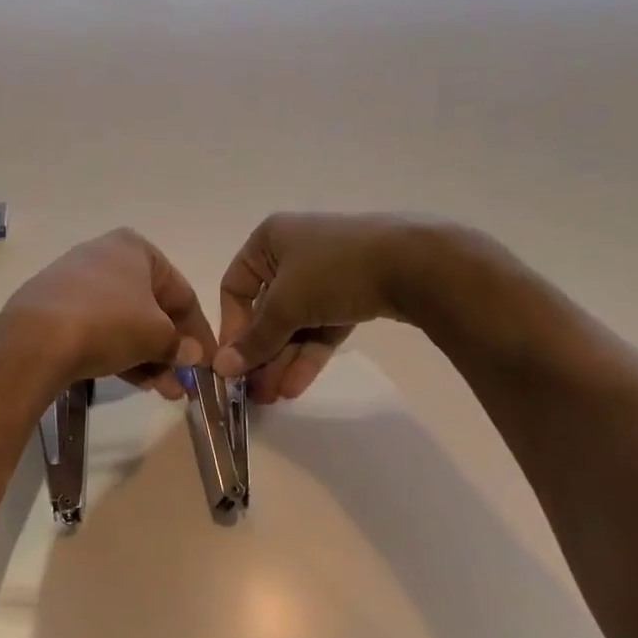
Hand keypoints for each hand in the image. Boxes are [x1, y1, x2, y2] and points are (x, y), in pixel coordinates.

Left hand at [0, 229, 215, 399]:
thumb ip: (179, 344)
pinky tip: (131, 381)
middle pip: (150, 308)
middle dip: (169, 350)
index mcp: (134, 248)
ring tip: (162, 392)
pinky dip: (116, 352)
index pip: (181, 292)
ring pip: (123, 322)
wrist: (36, 339)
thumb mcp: (156, 335)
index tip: (208, 362)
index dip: (198, 331)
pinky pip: (95, 329)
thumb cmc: (109, 323)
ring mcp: (74, 281)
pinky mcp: (52, 307)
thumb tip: (191, 354)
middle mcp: (103, 255)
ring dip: (146, 357)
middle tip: (183, 384)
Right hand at [214, 213, 443, 402]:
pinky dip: (309, 353)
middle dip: (261, 352)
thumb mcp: (286, 305)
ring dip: (283, 359)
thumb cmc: (334, 270)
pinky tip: (296, 386)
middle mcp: (294, 252)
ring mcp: (327, 273)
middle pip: (267, 310)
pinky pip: (322, 326)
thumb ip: (254, 339)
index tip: (232, 362)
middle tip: (254, 391)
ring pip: (296, 322)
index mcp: (269, 240)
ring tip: (274, 397)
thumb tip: (221, 369)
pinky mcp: (354, 293)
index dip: (231, 326)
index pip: (235, 288)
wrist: (417, 263)